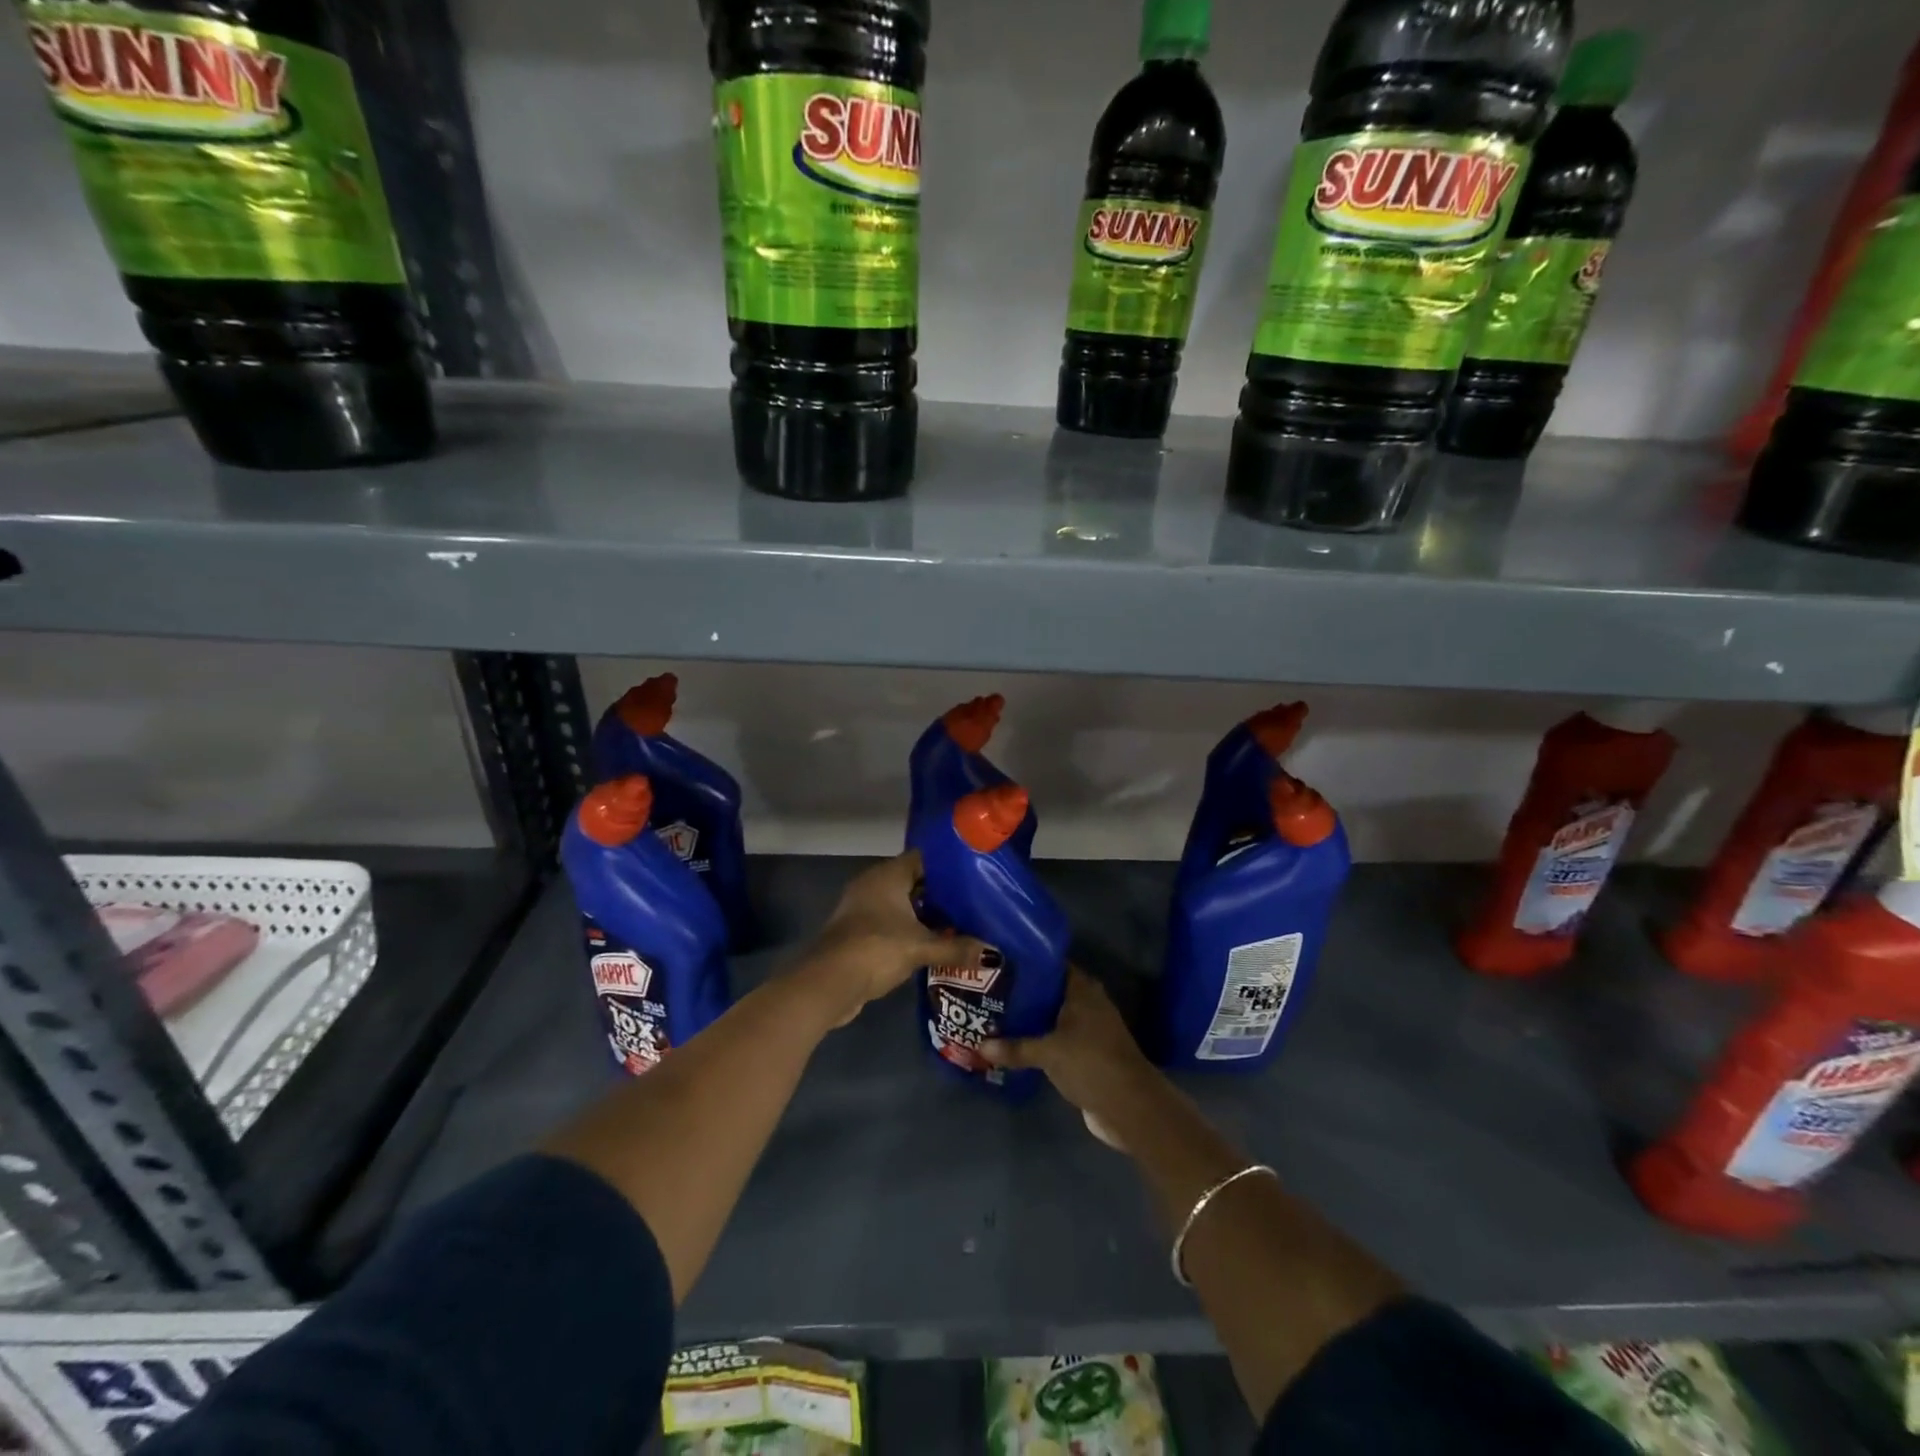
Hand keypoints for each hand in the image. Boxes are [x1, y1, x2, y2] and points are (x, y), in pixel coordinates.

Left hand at [793, 852, 991, 1027]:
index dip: (948, 867)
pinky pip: (891, 923)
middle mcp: (873, 884)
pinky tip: (931, 945)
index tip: (974, 877)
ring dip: (924, 915)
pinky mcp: (858, 931)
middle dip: (940, 894)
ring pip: (901, 904)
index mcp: (887, 875)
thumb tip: (993, 953)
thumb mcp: (921, 947)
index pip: (923, 858)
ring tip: (959, 925)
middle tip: (973, 904)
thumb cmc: (876, 949)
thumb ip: (957, 948)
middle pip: (914, 882)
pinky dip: (909, 931)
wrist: (829, 982)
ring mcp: (862, 908)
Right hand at [982, 966, 1159, 1143]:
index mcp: (1083, 990)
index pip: (1053, 965)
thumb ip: (1015, 1048)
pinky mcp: (1089, 1053)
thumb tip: (979, 1047)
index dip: (1029, 963)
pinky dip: (1042, 1040)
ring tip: (998, 1016)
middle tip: (993, 992)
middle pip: (1052, 991)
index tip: (1002, 964)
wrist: (1130, 1107)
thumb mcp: (1048, 1053)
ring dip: (1033, 1019)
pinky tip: (1018, 1044)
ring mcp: (1091, 1029)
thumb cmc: (1090, 1063)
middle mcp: (1089, 1003)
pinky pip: (1060, 1039)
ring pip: (1055, 1017)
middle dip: (1026, 993)